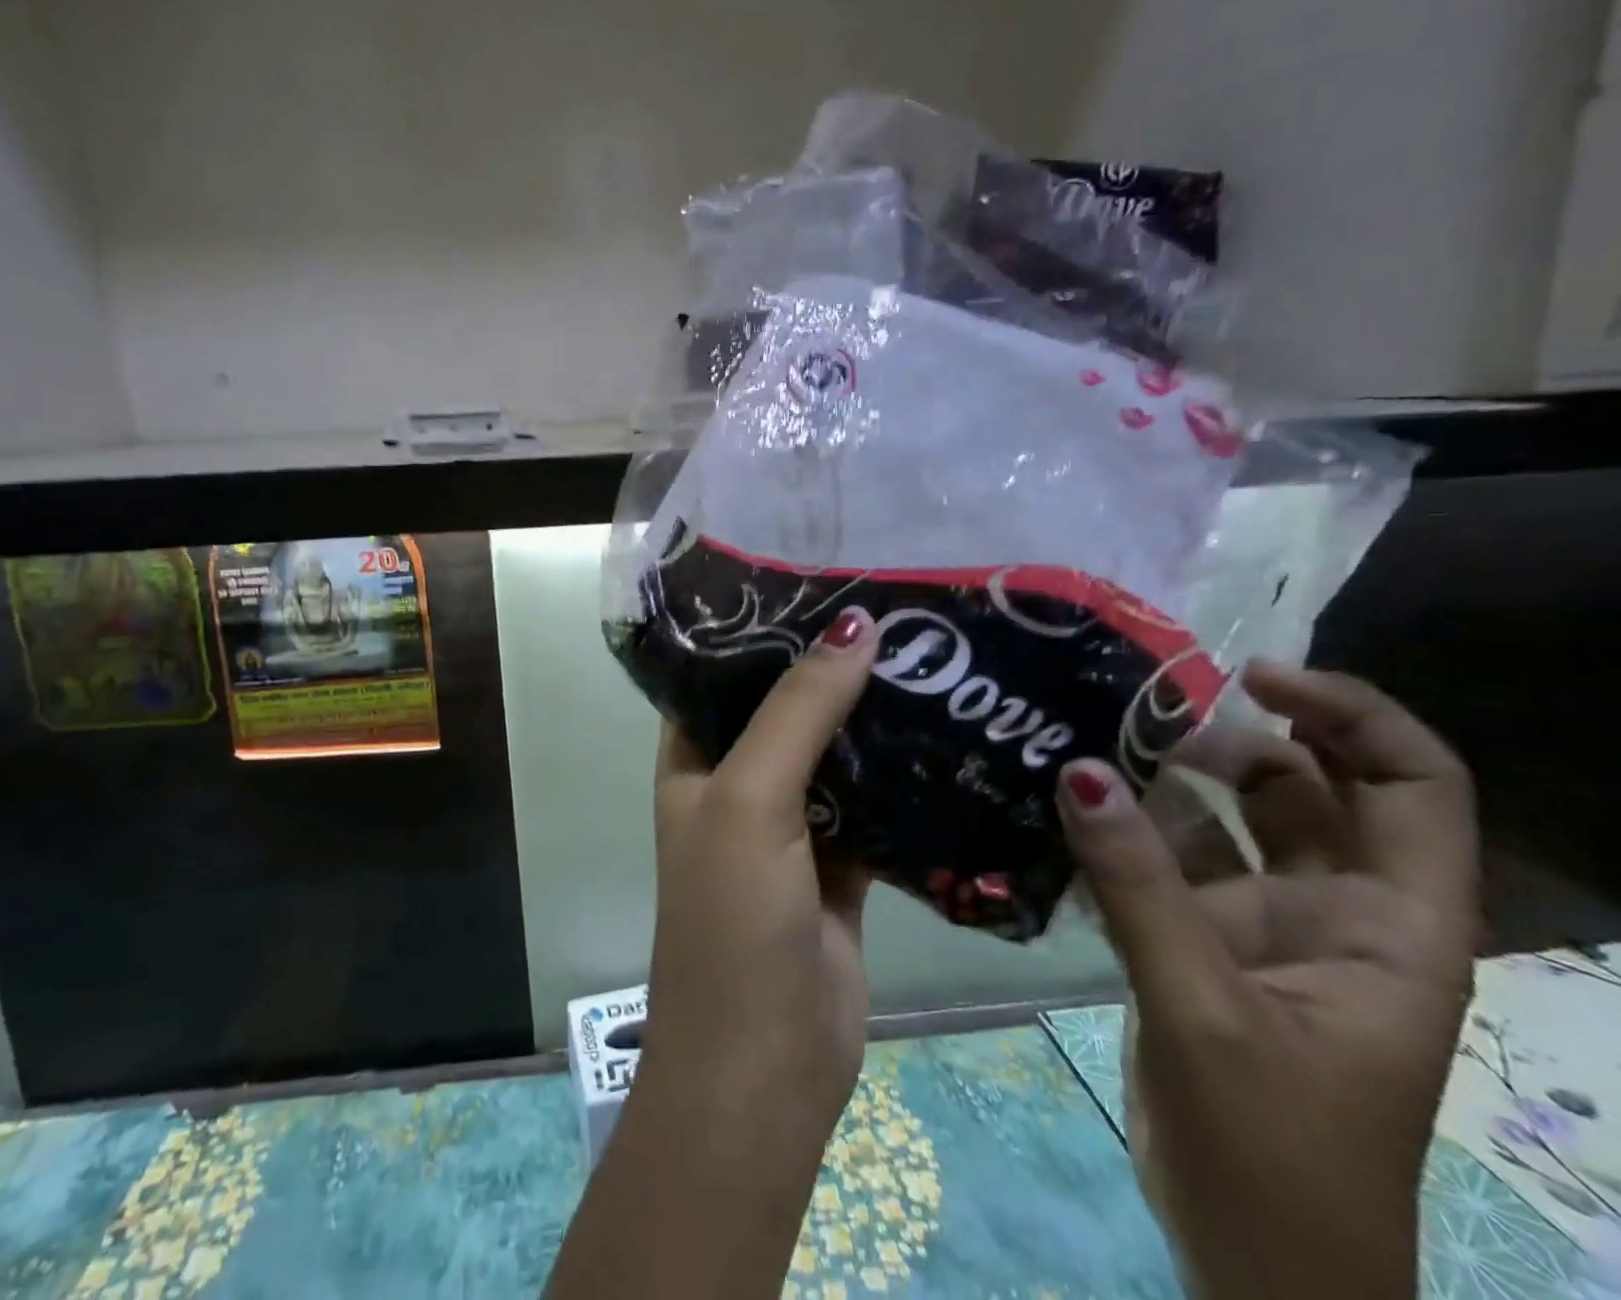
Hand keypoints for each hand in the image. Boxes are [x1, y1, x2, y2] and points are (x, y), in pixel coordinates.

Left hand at [545, 608, 878, 1299]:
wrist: (766, 1070)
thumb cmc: (733, 922)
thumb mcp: (751, 800)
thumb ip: (798, 711)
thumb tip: (854, 625)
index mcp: (694, 758)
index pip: (722, 671)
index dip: (765, 626)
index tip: (824, 577)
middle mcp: (737, 781)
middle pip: (786, 705)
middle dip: (833, 664)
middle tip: (901, 607)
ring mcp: (791, 823)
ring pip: (836, 751)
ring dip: (875, 715)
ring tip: (935, 651)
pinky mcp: (842, 863)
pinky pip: (875, 802)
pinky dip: (905, 775)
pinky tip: (953, 732)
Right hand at [1055, 662, 1477, 1299]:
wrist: (1257, 1267)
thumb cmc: (1276, 1153)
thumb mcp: (1205, 1010)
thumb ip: (1139, 887)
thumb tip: (1080, 769)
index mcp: (1395, 924)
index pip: (1412, 785)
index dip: (1350, 715)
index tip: (1253, 677)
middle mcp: (1335, 908)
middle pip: (1307, 787)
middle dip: (1235, 736)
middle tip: (1140, 704)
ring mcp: (1262, 924)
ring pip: (1226, 820)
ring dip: (1167, 777)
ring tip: (1090, 738)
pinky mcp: (1200, 943)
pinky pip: (1165, 860)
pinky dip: (1125, 827)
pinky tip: (1070, 804)